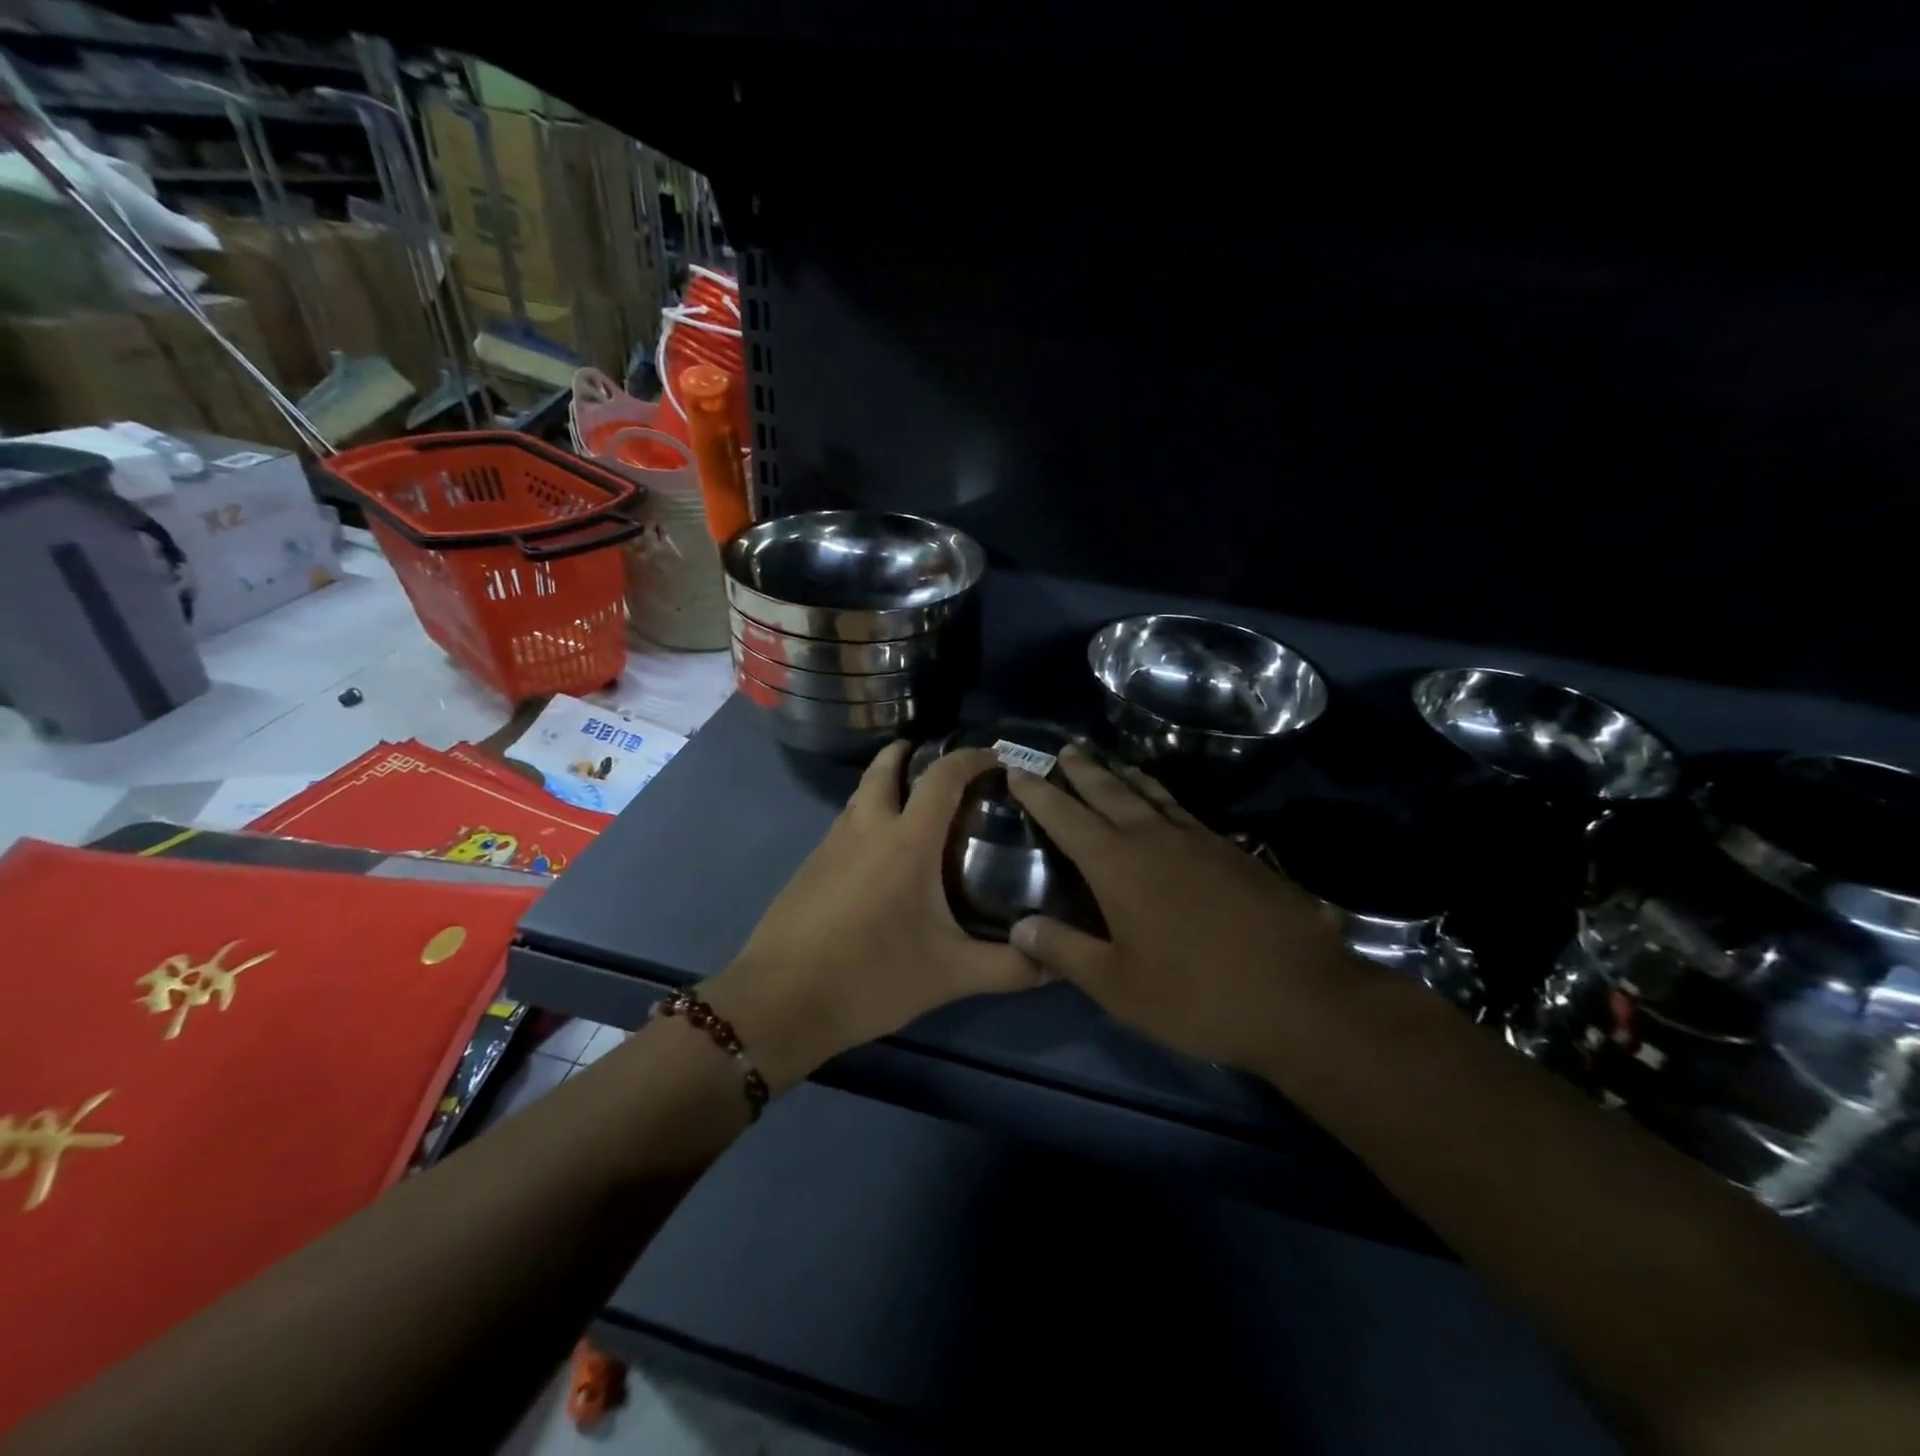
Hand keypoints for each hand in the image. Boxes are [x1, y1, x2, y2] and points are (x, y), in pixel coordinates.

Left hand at [704, 742, 1039, 1089]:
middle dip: (912, 754)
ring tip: (913, 803)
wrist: (780, 1002)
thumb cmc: (871, 978)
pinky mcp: (809, 865)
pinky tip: (879, 853)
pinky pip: (845, 823)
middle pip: (886, 767)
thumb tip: (1057, 961)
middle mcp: (866, 827)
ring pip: (860, 794)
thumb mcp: (950, 975)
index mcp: (906, 841)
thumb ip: (1009, 967)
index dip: (971, 758)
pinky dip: (867, 816)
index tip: (995, 758)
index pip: (943, 777)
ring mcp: (831, 844)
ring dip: (885, 783)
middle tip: (941, 765)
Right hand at [1005, 746, 1354, 1069]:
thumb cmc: (1197, 995)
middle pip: (1110, 791)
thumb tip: (1019, 924)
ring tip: (1109, 761)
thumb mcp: (1117, 986)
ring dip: (1124, 774)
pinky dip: (1162, 797)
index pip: (1067, 817)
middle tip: (1064, 750)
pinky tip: (1165, 805)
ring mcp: (1199, 840)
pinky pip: (1183, 810)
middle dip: (1082, 770)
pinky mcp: (1233, 851)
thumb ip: (1064, 951)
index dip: (1039, 793)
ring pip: (1152, 793)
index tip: (1017, 770)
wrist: (1301, 996)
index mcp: (1119, 865)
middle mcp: (1155, 838)